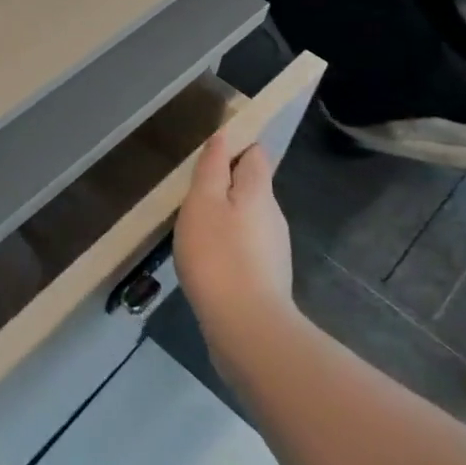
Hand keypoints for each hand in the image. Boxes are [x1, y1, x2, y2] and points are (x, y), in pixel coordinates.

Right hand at [174, 129, 297, 365]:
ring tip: (195, 225)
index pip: (255, 154)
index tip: (208, 153)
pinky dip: (228, 244)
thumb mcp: (203, 202)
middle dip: (226, 183)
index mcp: (259, 191)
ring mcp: (273, 249)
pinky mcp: (267, 278)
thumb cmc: (218, 255)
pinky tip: (208, 259)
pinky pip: (246, 247)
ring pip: (248, 218)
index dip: (236, 147)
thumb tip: (224, 137)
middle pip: (252, 186)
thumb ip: (212, 167)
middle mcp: (273, 216)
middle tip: (192, 190)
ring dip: (226, 216)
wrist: (246, 327)